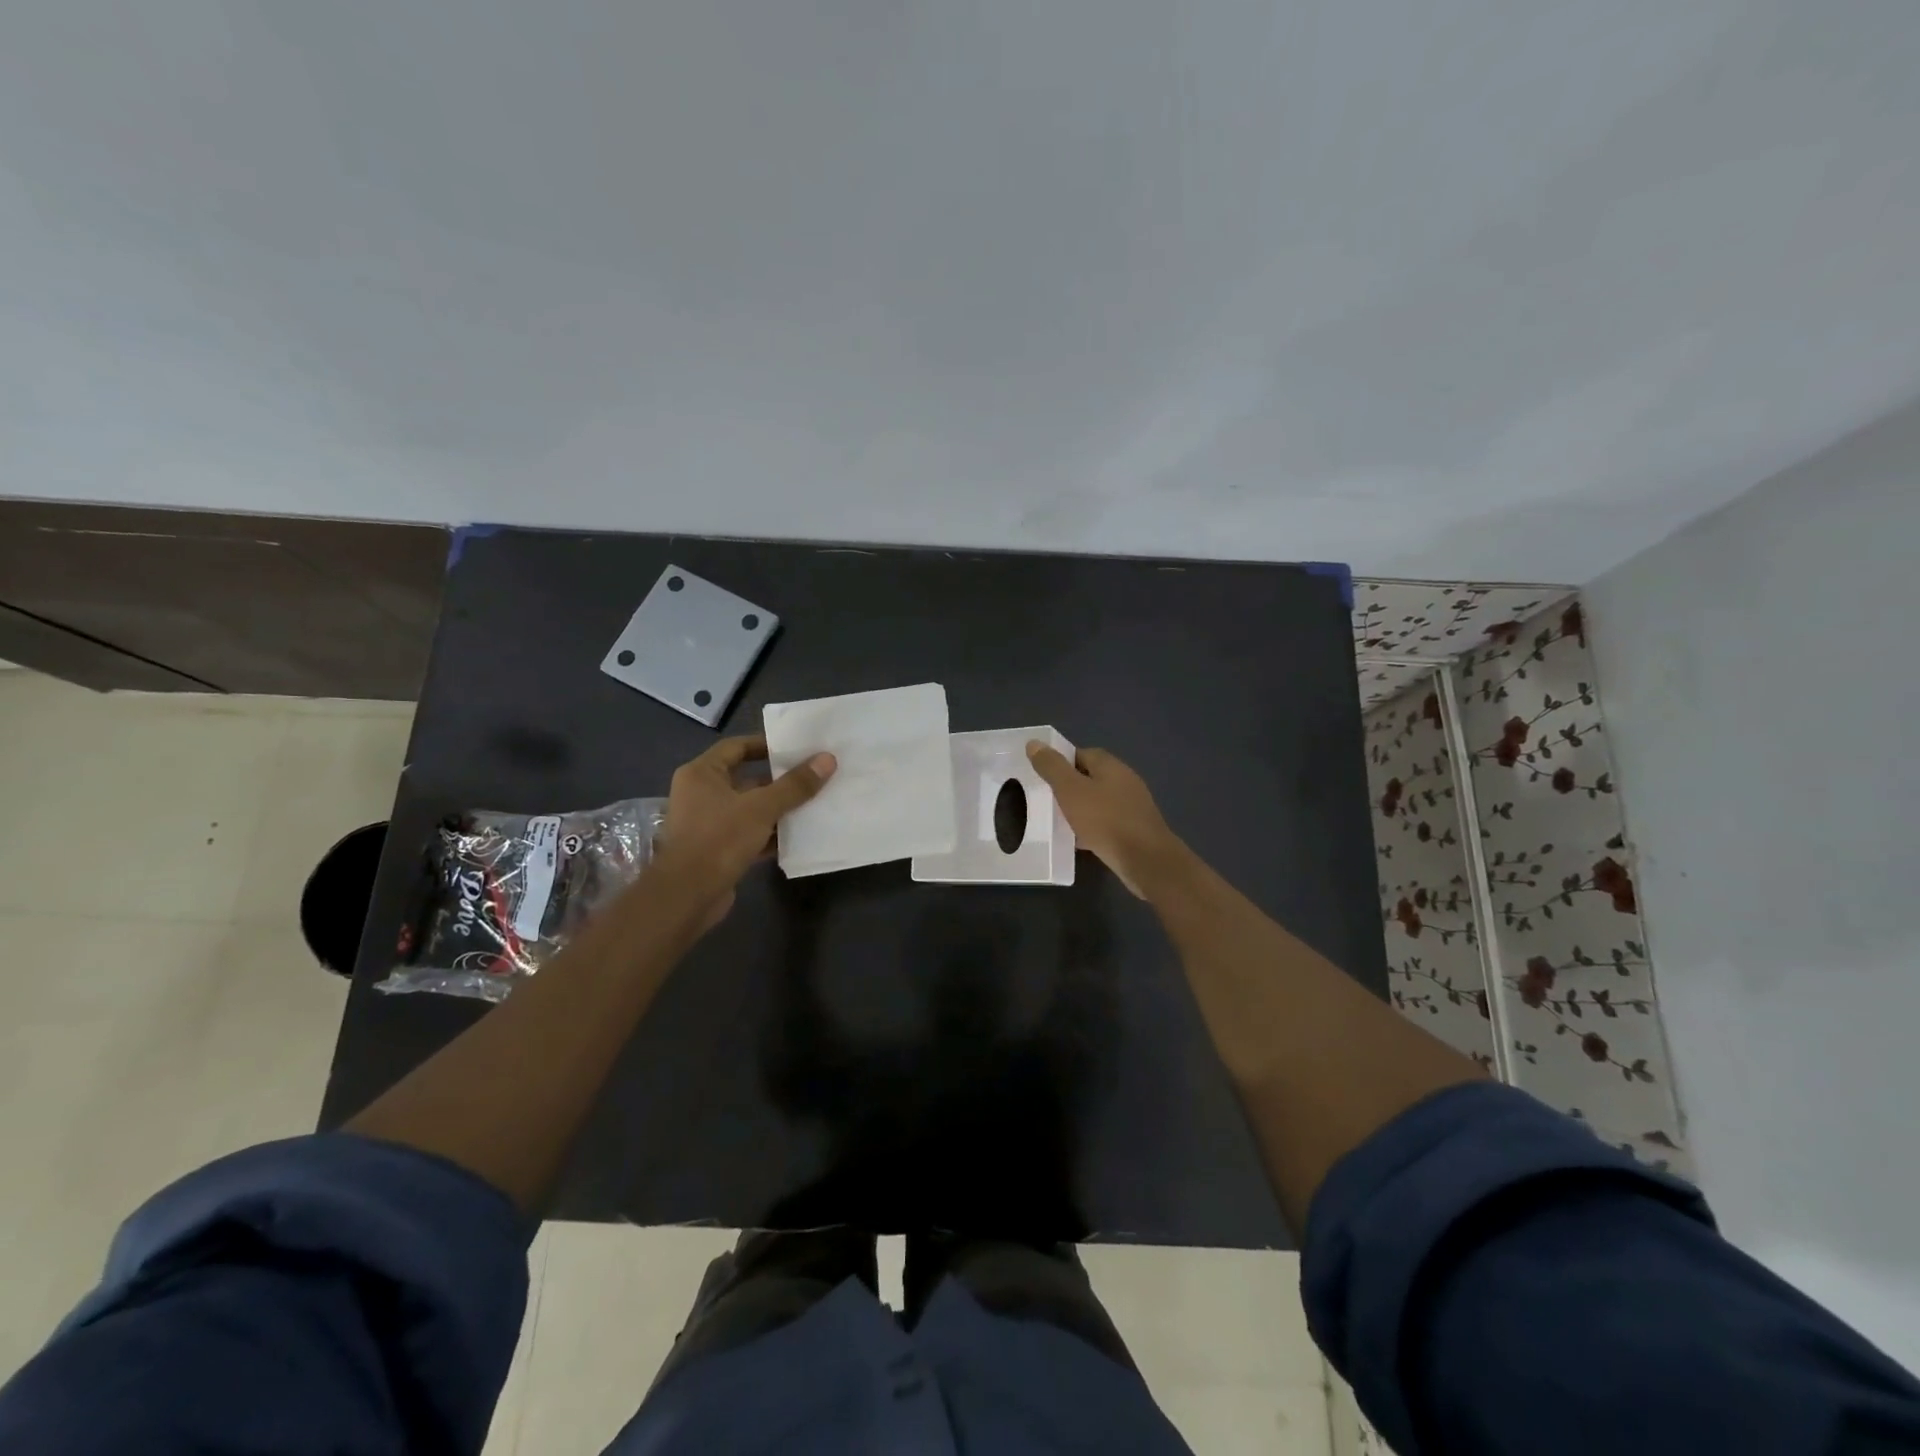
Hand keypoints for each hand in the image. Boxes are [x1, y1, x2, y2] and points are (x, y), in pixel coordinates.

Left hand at [654, 735, 834, 929]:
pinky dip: (771, 833)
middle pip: (747, 779)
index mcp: (702, 774)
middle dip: (780, 780)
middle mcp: (701, 794)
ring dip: (778, 808)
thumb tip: (828, 759)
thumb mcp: (761, 808)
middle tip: (814, 775)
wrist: (687, 896)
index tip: (797, 748)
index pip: (737, 747)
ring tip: (814, 802)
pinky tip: (799, 835)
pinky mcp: (718, 850)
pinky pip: (750, 834)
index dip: (766, 745)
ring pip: (750, 809)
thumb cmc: (719, 839)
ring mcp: (708, 824)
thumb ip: (795, 785)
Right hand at [1026, 742, 1184, 898]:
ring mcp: (1132, 806)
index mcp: (1110, 765)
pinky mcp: (1134, 829)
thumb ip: (1051, 767)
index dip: (1060, 762)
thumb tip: (1034, 743)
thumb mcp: (1070, 790)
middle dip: (1068, 787)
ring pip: (1098, 801)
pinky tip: (1077, 840)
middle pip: (1090, 777)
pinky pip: (1106, 823)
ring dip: (1079, 809)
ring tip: (1056, 820)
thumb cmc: (1105, 820)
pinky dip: (1091, 828)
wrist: (1145, 860)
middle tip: (1045, 799)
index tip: (1041, 776)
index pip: (1081, 753)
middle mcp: (1124, 780)